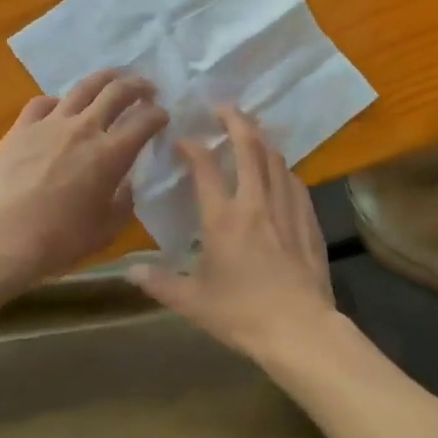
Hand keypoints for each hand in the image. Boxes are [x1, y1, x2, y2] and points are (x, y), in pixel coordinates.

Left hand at [0, 71, 168, 289]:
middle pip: (117, 92)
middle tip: (146, 89)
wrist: (3, 239)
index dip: (159, 115)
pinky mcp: (21, 129)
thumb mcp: (107, 229)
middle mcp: (84, 129)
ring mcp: (50, 124)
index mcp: (111, 154)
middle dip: (138, 86)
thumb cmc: (60, 240)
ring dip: (103, 79)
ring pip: (82, 88)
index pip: (145, 121)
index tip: (163, 116)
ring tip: (111, 80)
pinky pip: (42, 103)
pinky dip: (57, 102)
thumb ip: (124, 201)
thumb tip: (126, 184)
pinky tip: (59, 108)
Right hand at [129, 106, 336, 360]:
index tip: (183, 139)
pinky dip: (283, 167)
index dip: (193, 147)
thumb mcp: (193, 302)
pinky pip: (294, 181)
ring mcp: (286, 208)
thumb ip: (160, 283)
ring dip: (261, 139)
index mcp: (222, 218)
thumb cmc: (242, 315)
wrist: (300, 330)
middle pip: (249, 146)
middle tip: (223, 107)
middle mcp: (255, 202)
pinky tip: (280, 169)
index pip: (205, 167)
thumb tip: (129, 271)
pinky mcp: (308, 220)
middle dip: (235, 120)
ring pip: (275, 159)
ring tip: (251, 129)